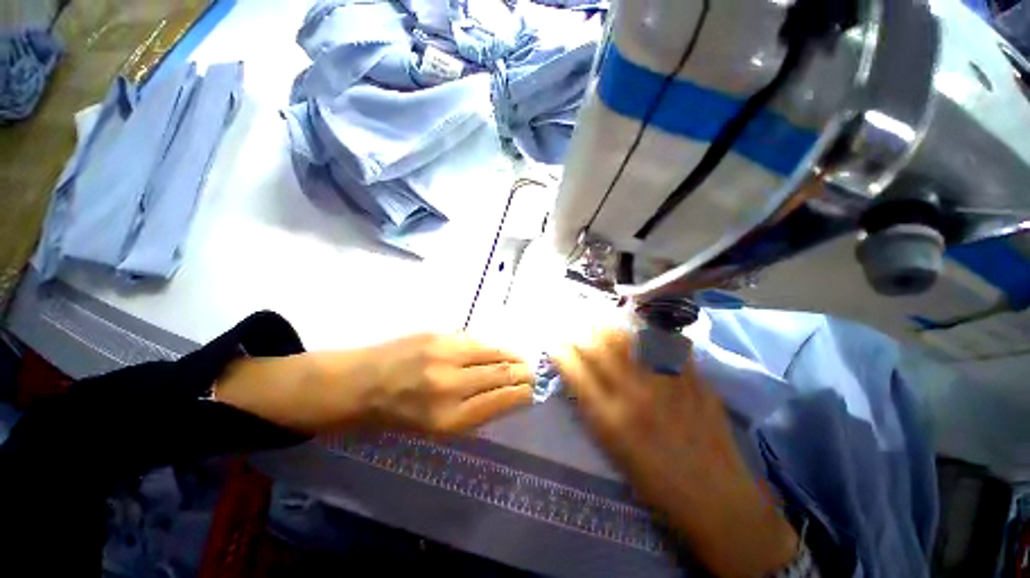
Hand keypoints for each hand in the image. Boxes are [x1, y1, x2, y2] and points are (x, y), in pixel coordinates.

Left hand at [214, 334, 533, 435]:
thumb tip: (506, 397)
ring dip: (512, 356)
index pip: (502, 400)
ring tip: (522, 359)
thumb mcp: (433, 430)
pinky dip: (492, 346)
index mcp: (448, 419)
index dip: (523, 393)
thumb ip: (473, 413)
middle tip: (535, 373)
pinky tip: (498, 350)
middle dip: (524, 374)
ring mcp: (444, 355)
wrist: (355, 384)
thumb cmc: (392, 417)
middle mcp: (450, 385)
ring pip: (493, 353)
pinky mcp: (438, 336)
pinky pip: (476, 340)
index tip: (535, 390)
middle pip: (502, 374)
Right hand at [554, 330, 797, 577]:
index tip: (554, 340)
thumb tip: (580, 378)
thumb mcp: (613, 451)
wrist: (717, 501)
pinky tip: (644, 331)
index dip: (560, 351)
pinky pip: (668, 346)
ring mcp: (667, 385)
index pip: (575, 372)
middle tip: (575, 323)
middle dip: (582, 331)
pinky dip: (652, 335)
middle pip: (600, 349)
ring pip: (631, 340)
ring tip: (602, 320)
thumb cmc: (657, 485)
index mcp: (611, 420)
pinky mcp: (694, 381)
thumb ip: (594, 410)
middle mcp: (635, 396)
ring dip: (611, 327)